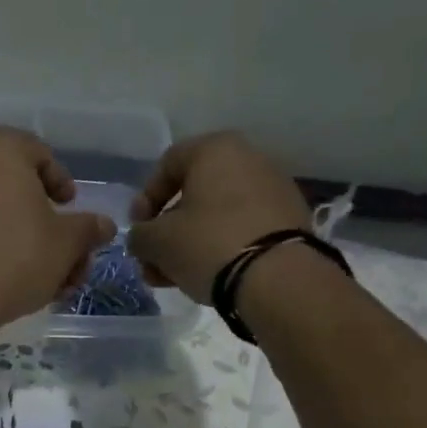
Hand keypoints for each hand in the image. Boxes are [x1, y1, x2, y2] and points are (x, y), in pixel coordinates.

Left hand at [0, 127, 115, 328]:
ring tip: (47, 280)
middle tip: (66, 255)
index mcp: (0, 150)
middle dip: (47, 224)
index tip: (71, 210)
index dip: (61, 182)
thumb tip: (104, 225)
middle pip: (18, 188)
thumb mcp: (67, 244)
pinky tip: (14, 283)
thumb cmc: (16, 258)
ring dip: (26, 242)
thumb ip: (88, 229)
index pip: (39, 152)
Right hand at [126, 132, 311, 299]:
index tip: (137, 231)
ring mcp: (273, 189)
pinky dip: (220, 247)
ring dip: (189, 244)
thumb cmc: (208, 244)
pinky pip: (242, 228)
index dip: (144, 200)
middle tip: (153, 262)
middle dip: (167, 231)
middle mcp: (249, 159)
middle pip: (193, 194)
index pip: (167, 165)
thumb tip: (143, 238)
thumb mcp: (158, 241)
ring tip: (174, 278)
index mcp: (215, 149)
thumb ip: (140, 235)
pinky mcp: (289, 220)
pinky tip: (208, 276)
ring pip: (216, 215)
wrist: (277, 278)